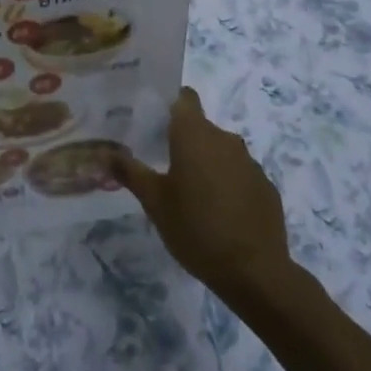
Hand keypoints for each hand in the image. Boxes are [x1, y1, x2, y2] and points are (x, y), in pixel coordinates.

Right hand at [113, 88, 294, 304]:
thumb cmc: (196, 229)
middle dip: (183, 140)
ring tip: (190, 192)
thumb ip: (129, 172)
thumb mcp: (154, 202)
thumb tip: (104, 151)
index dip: (170, 102)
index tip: (154, 119)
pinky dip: (228, 184)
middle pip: (200, 127)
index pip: (184, 97)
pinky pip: (240, 174)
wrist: (255, 272)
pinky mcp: (266, 186)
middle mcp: (225, 139)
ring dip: (206, 163)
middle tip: (163, 164)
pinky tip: (219, 211)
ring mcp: (250, 163)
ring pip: (221, 151)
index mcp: (195, 135)